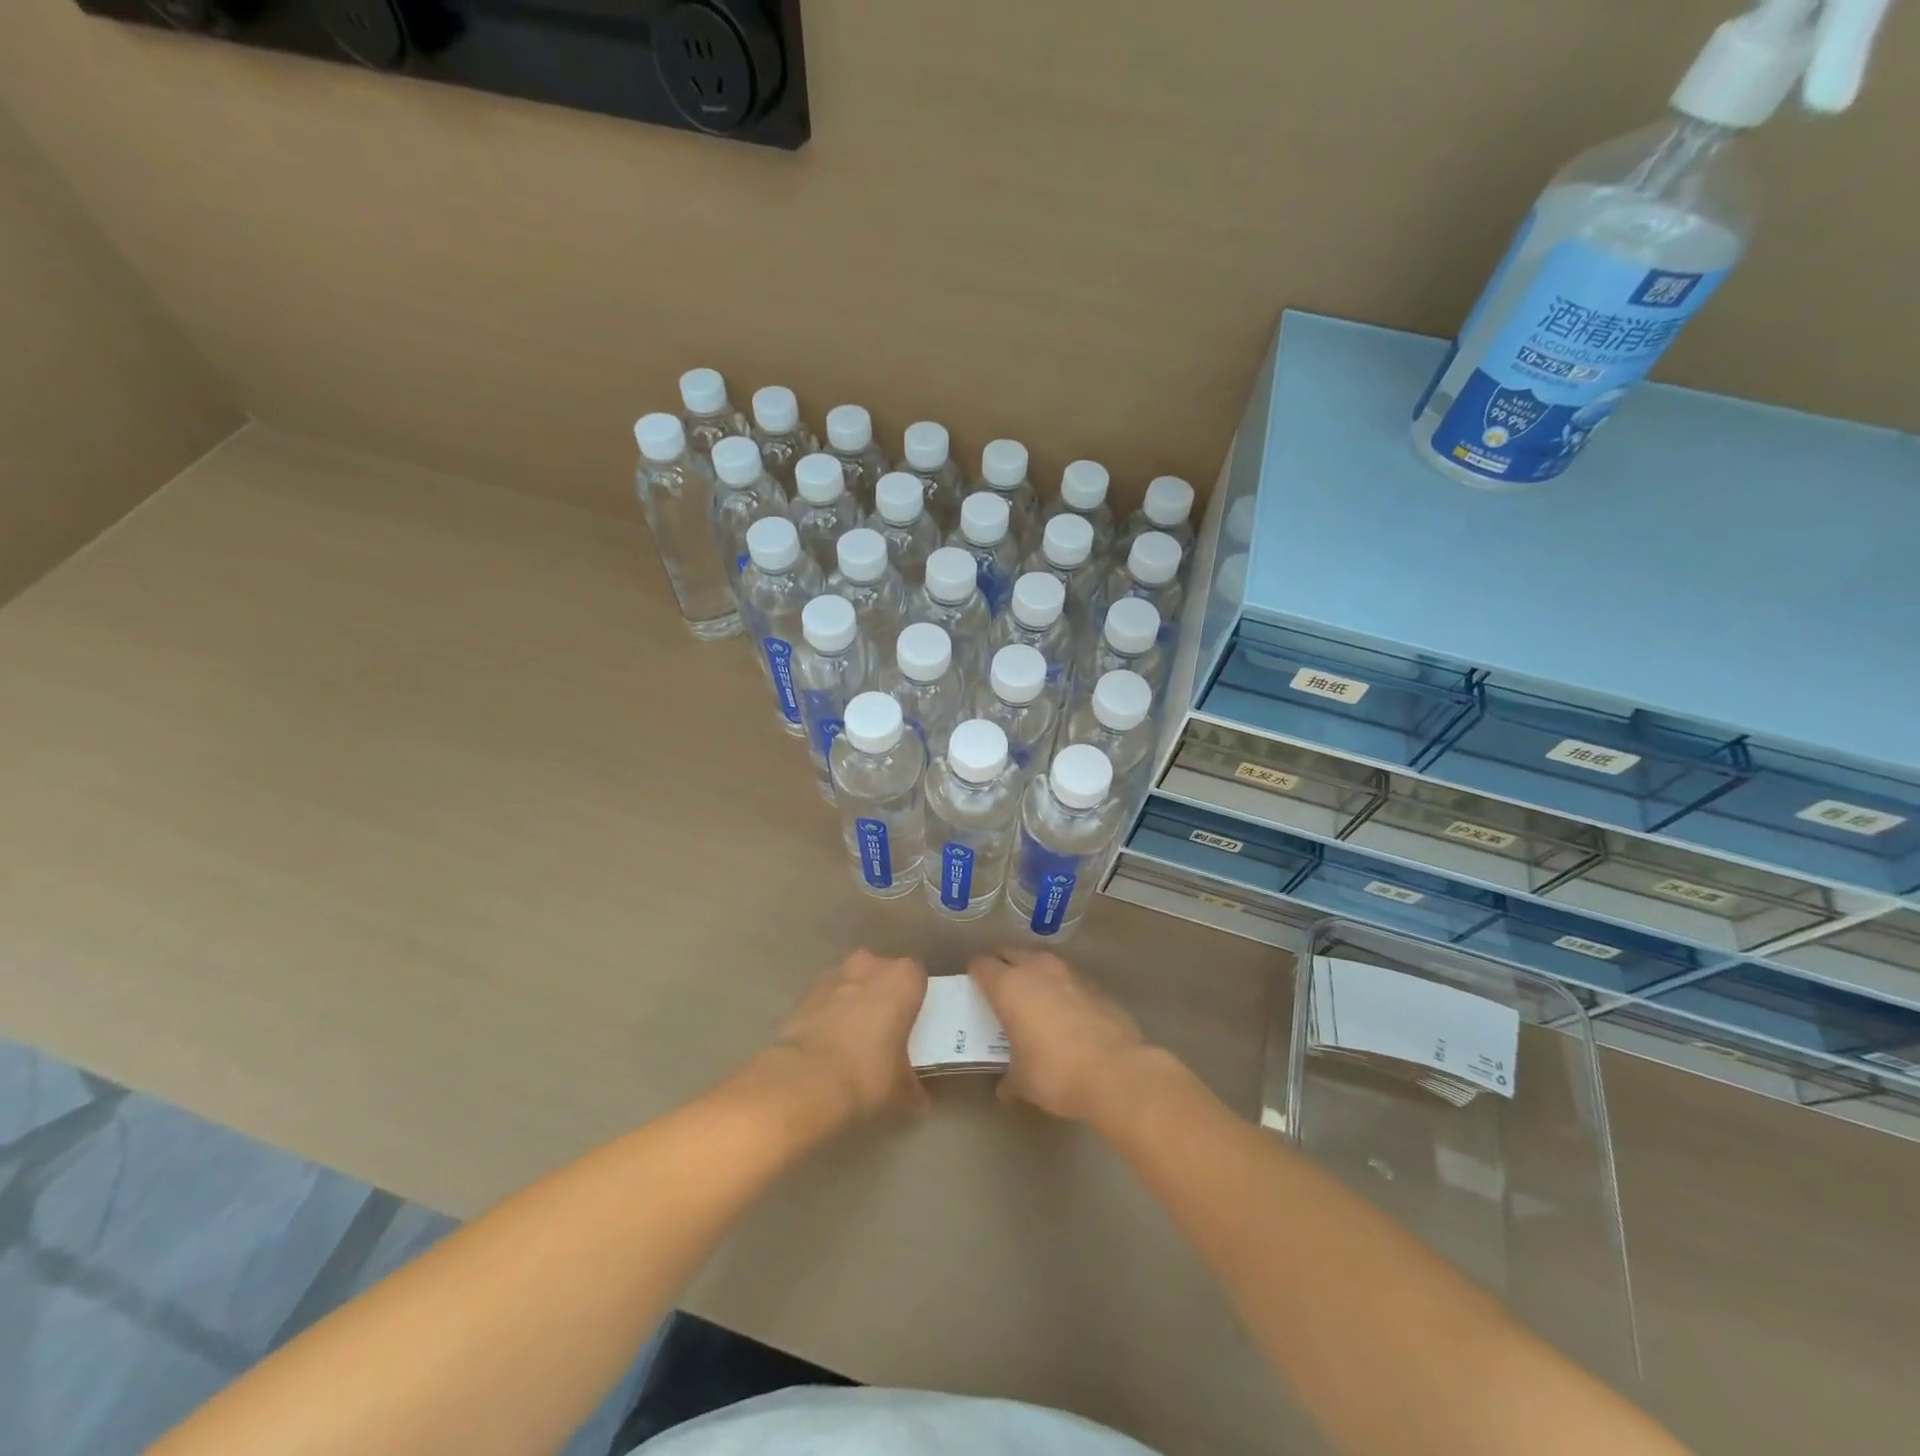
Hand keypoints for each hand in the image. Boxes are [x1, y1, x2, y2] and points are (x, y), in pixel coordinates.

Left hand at [764, 951, 928, 1124]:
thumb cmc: (868, 1075)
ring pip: (850, 981)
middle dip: (882, 993)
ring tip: (852, 1036)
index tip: (912, 1022)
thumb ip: (913, 1088)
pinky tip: (826, 1044)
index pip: (917, 977)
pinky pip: (824, 999)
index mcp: (903, 980)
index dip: (914, 998)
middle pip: (881, 972)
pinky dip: (826, 1014)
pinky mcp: (804, 995)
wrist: (805, 1081)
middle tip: (883, 1028)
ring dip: (852, 1000)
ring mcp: (833, 977)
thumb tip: (917, 1099)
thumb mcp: (903, 1092)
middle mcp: (870, 967)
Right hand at [968, 950, 1158, 1123]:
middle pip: (1010, 953)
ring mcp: (1069, 973)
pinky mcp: (1095, 985)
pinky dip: (1061, 990)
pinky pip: (1068, 979)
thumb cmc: (1055, 1073)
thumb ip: (1009, 1078)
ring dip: (1034, 975)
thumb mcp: (1023, 1082)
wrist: (1116, 1071)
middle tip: (1000, 993)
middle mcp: (1037, 969)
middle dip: (1002, 967)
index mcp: (1009, 986)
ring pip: (1041, 962)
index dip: (975, 976)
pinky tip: (1066, 1015)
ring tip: (1034, 1002)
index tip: (974, 991)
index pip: (981, 965)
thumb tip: (1005, 1088)